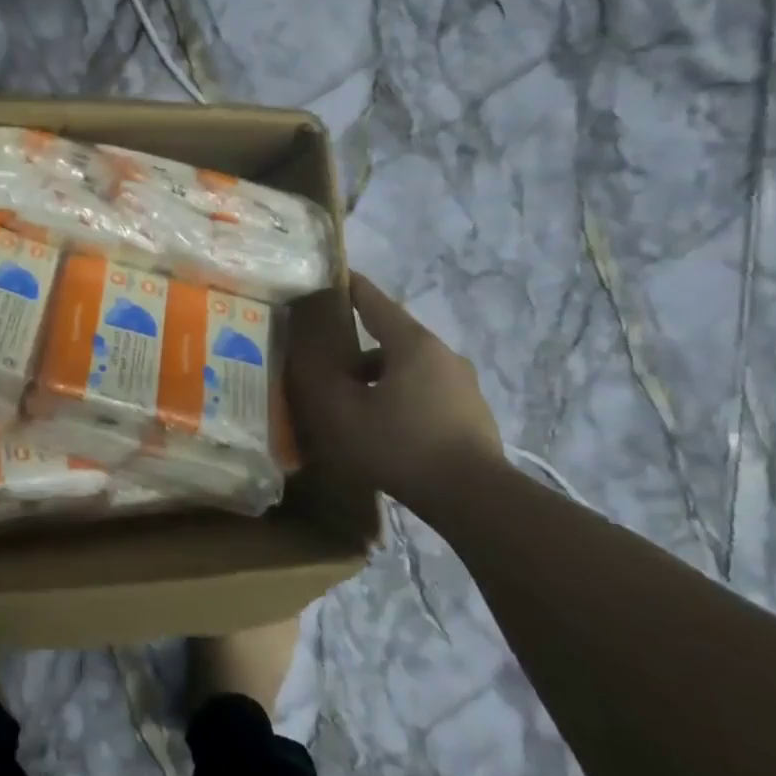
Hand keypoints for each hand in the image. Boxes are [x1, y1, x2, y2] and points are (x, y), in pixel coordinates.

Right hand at [287, 272, 503, 508]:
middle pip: (390, 338)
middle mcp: (442, 354)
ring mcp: (462, 384)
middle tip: (325, 364)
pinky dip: (399, 397)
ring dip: (378, 377)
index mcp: (412, 344)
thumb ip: (317, 376)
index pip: (374, 301)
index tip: (328, 278)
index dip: (348, 287)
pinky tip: (383, 427)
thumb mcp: (342, 412)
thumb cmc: (400, 445)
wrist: (474, 498)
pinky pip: (425, 391)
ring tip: (351, 405)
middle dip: (356, 348)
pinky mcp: (471, 412)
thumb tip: (301, 349)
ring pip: (408, 367)